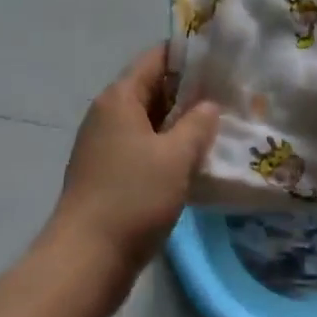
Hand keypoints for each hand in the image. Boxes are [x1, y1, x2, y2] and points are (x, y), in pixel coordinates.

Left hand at [47, 45, 219, 311]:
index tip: (222, 62)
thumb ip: (197, 124)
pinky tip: (194, 163)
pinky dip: (166, 149)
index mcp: (119, 98)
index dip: (189, 56)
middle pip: (152, 88)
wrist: (86, 259)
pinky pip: (142, 148)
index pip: (156, 58)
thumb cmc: (132, 198)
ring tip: (219, 129)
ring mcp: (104, 145)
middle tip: (230, 98)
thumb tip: (209, 104)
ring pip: (149, 122)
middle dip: (189, 93)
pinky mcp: (107, 173)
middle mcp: (108, 113)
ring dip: (180, 125)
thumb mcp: (175, 157)